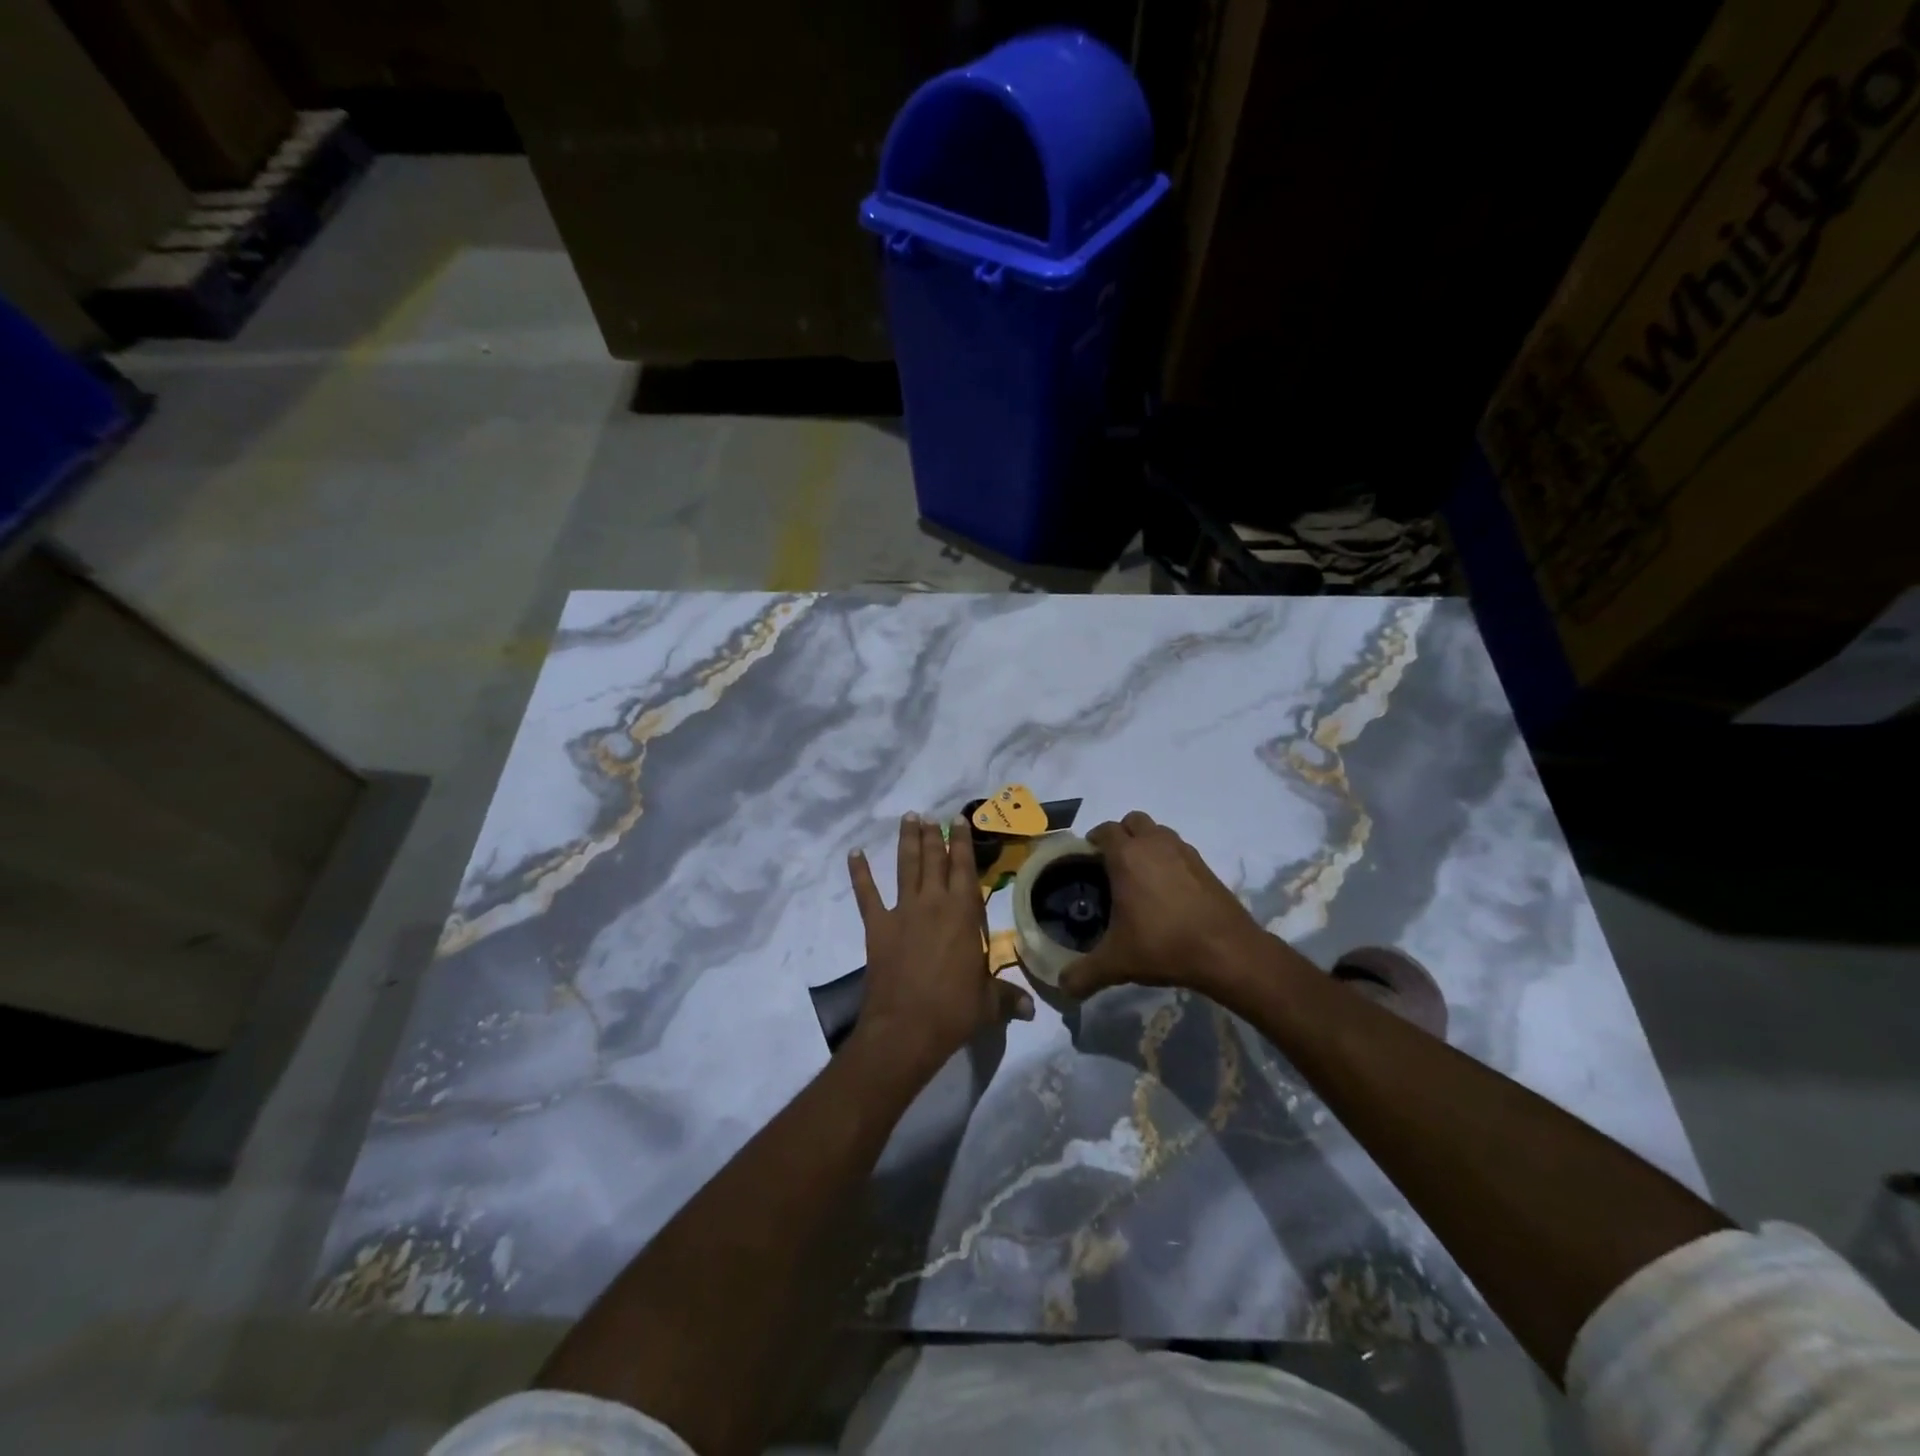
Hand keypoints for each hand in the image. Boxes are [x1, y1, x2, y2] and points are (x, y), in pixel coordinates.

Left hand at [848, 811, 1033, 1077]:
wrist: (906, 1028)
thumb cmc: (953, 1011)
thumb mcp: (989, 1004)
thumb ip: (1008, 998)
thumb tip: (1033, 1010)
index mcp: (963, 914)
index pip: (965, 868)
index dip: (962, 843)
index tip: (959, 820)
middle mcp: (934, 903)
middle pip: (934, 861)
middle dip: (934, 836)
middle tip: (931, 816)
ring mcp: (903, 912)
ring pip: (906, 867)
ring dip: (906, 841)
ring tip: (908, 818)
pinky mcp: (877, 926)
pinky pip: (867, 894)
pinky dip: (860, 873)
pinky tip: (854, 853)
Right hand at [1059, 811, 1272, 999]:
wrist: (1227, 951)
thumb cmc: (1163, 945)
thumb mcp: (1116, 964)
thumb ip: (1083, 974)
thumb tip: (1062, 987)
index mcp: (1126, 856)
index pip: (1104, 830)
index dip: (1093, 840)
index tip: (1087, 858)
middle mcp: (1154, 844)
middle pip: (1133, 821)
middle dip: (1121, 835)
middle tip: (1112, 863)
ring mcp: (1183, 851)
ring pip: (1159, 832)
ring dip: (1147, 843)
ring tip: (1140, 874)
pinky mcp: (1205, 865)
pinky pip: (1179, 849)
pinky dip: (1169, 859)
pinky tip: (1167, 890)